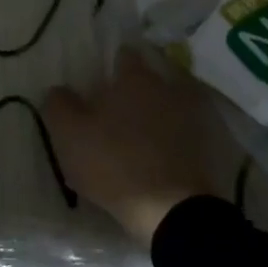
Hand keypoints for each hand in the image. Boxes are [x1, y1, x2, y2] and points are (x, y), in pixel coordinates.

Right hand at [44, 46, 225, 247]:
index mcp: (134, 78)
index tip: (102, 81)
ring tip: (143, 130)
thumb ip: (59, 105)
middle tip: (120, 106)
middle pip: (151, 76)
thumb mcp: (70, 135)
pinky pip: (188, 128)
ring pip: (171, 101)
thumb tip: (58, 89)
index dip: (112, 65)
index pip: (124, 55)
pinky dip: (178, 133)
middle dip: (137, 86)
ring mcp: (193, 114)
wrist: (174, 211)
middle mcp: (167, 86)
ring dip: (160, 109)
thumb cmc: (115, 163)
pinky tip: (164, 149)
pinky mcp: (208, 144)